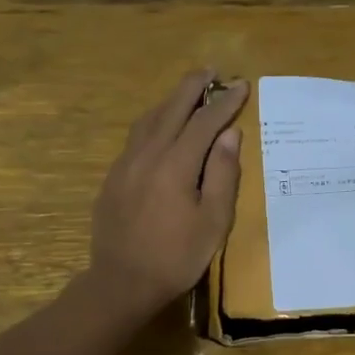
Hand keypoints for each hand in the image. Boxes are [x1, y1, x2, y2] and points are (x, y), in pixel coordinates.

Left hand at [87, 71, 246, 316]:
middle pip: (172, 109)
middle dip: (193, 87)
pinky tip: (160, 127)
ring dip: (170, 101)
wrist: (121, 283)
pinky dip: (154, 121)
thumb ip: (223, 174)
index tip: (241, 85)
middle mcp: (147, 155)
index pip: (204, 122)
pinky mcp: (113, 177)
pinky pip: (136, 137)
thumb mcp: (213, 221)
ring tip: (187, 92)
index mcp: (175, 165)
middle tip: (211, 70)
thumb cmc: (176, 257)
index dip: (224, 102)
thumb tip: (230, 134)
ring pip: (149, 120)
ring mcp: (125, 164)